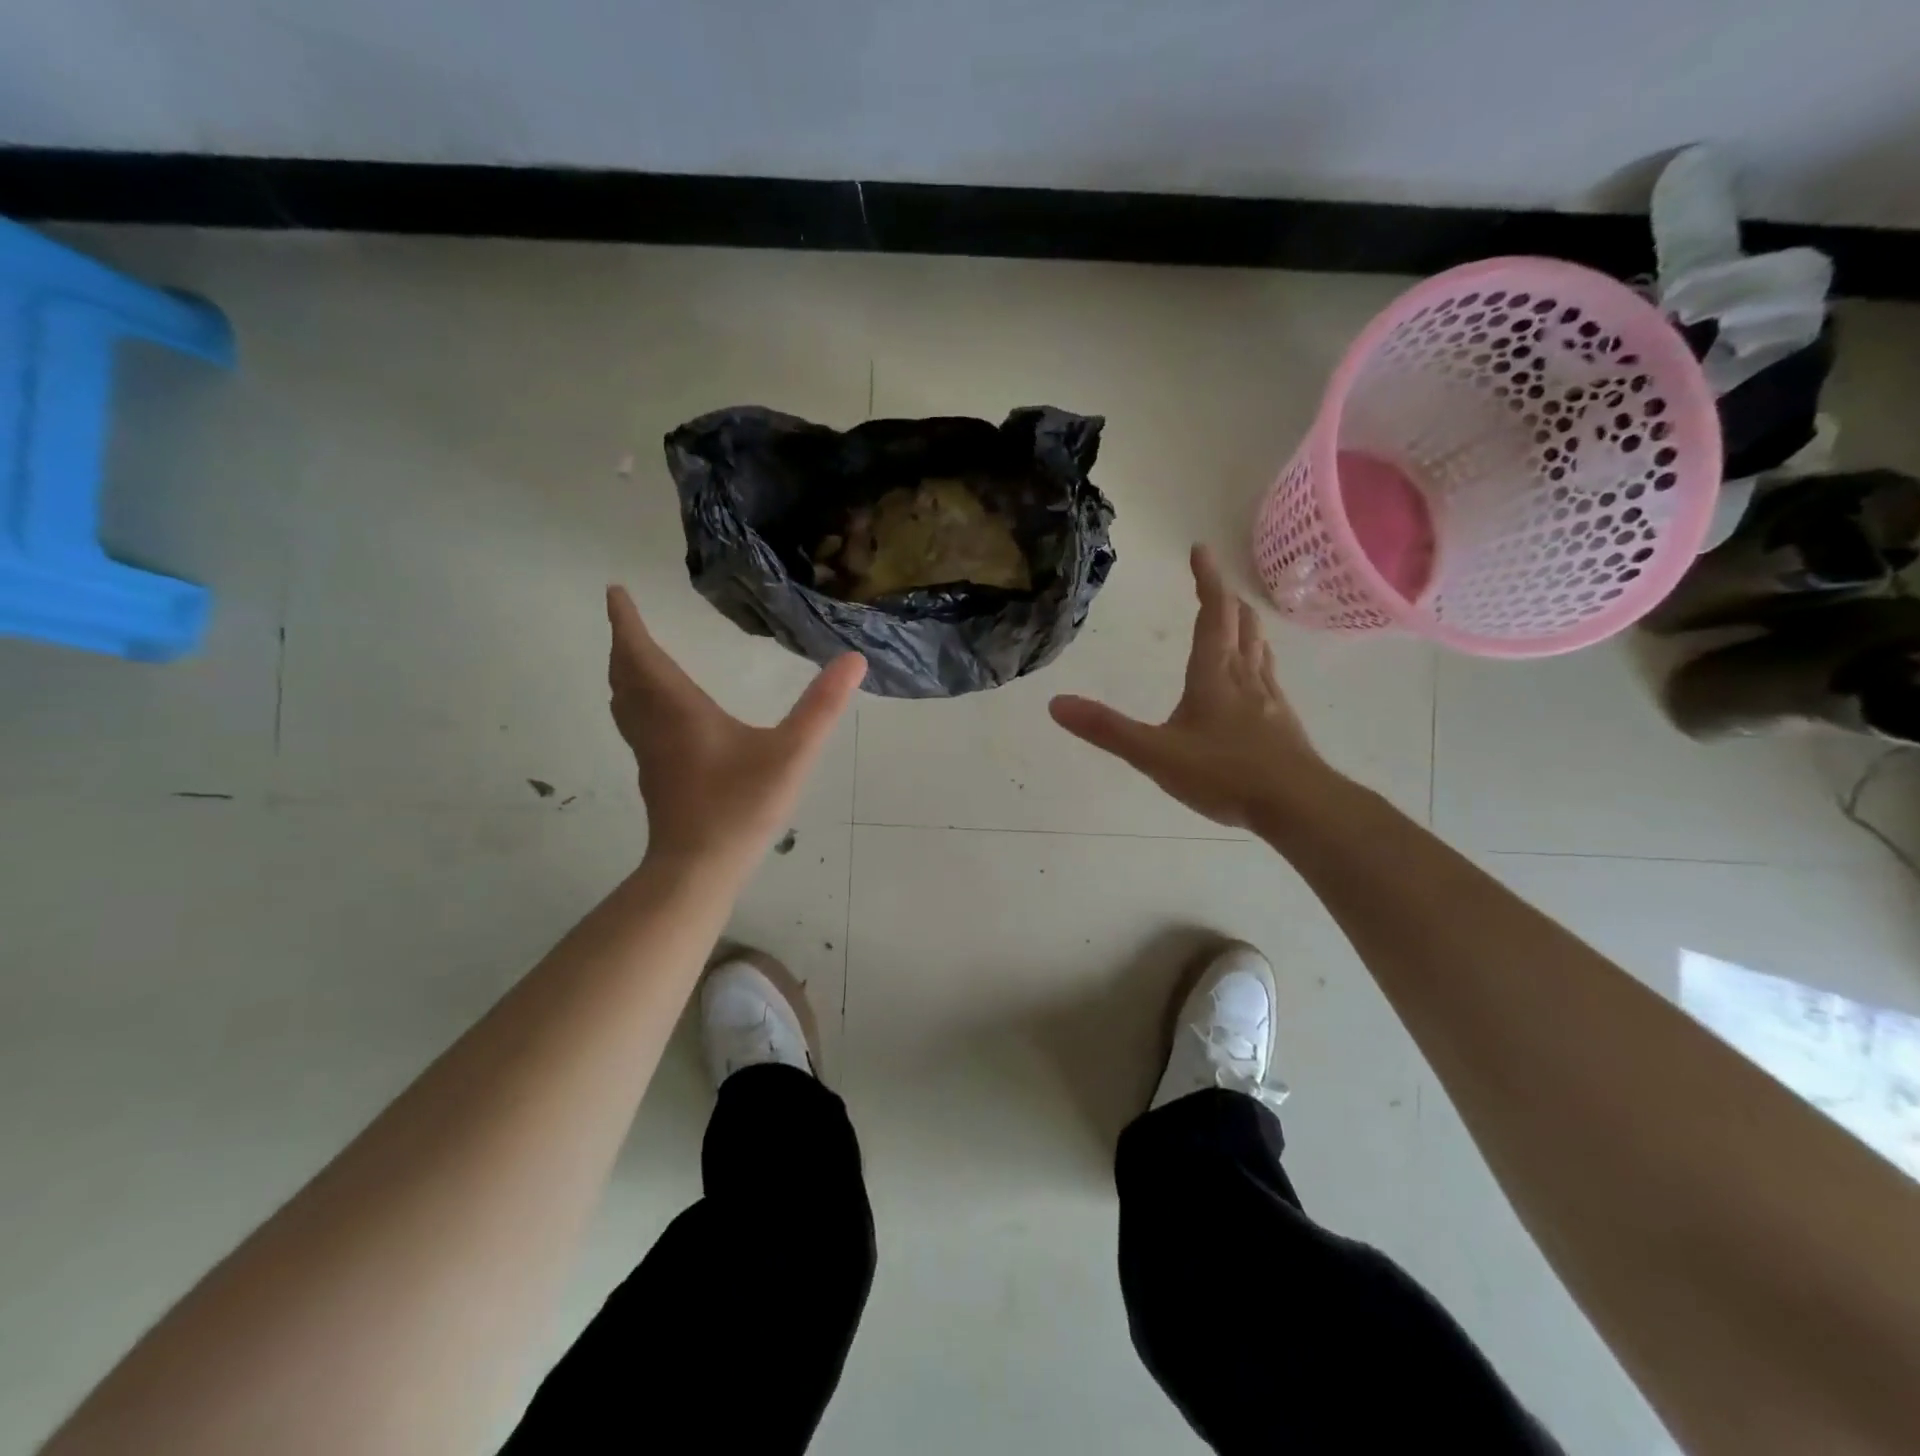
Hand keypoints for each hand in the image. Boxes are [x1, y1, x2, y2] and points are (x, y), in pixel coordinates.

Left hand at [606, 586, 864, 864]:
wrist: (698, 867)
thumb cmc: (740, 806)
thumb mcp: (791, 753)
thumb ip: (822, 707)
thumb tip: (853, 660)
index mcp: (679, 710)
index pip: (642, 655)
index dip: (626, 622)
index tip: (614, 591)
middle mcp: (655, 726)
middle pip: (625, 676)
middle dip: (624, 643)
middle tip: (624, 619)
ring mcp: (650, 754)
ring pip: (625, 703)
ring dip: (624, 673)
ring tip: (633, 657)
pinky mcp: (655, 776)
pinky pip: (634, 724)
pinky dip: (634, 702)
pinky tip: (656, 714)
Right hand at [1049, 545, 1336, 831]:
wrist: (1296, 805)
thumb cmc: (1224, 774)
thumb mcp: (1154, 754)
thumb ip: (1107, 729)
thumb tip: (1056, 703)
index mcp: (1213, 675)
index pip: (1213, 613)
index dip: (1207, 579)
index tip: (1200, 549)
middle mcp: (1244, 677)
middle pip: (1241, 623)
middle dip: (1226, 599)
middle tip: (1213, 584)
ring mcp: (1269, 698)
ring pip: (1259, 647)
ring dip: (1245, 625)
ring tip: (1235, 619)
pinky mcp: (1282, 721)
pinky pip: (1268, 676)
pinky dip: (1257, 660)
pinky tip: (1255, 680)